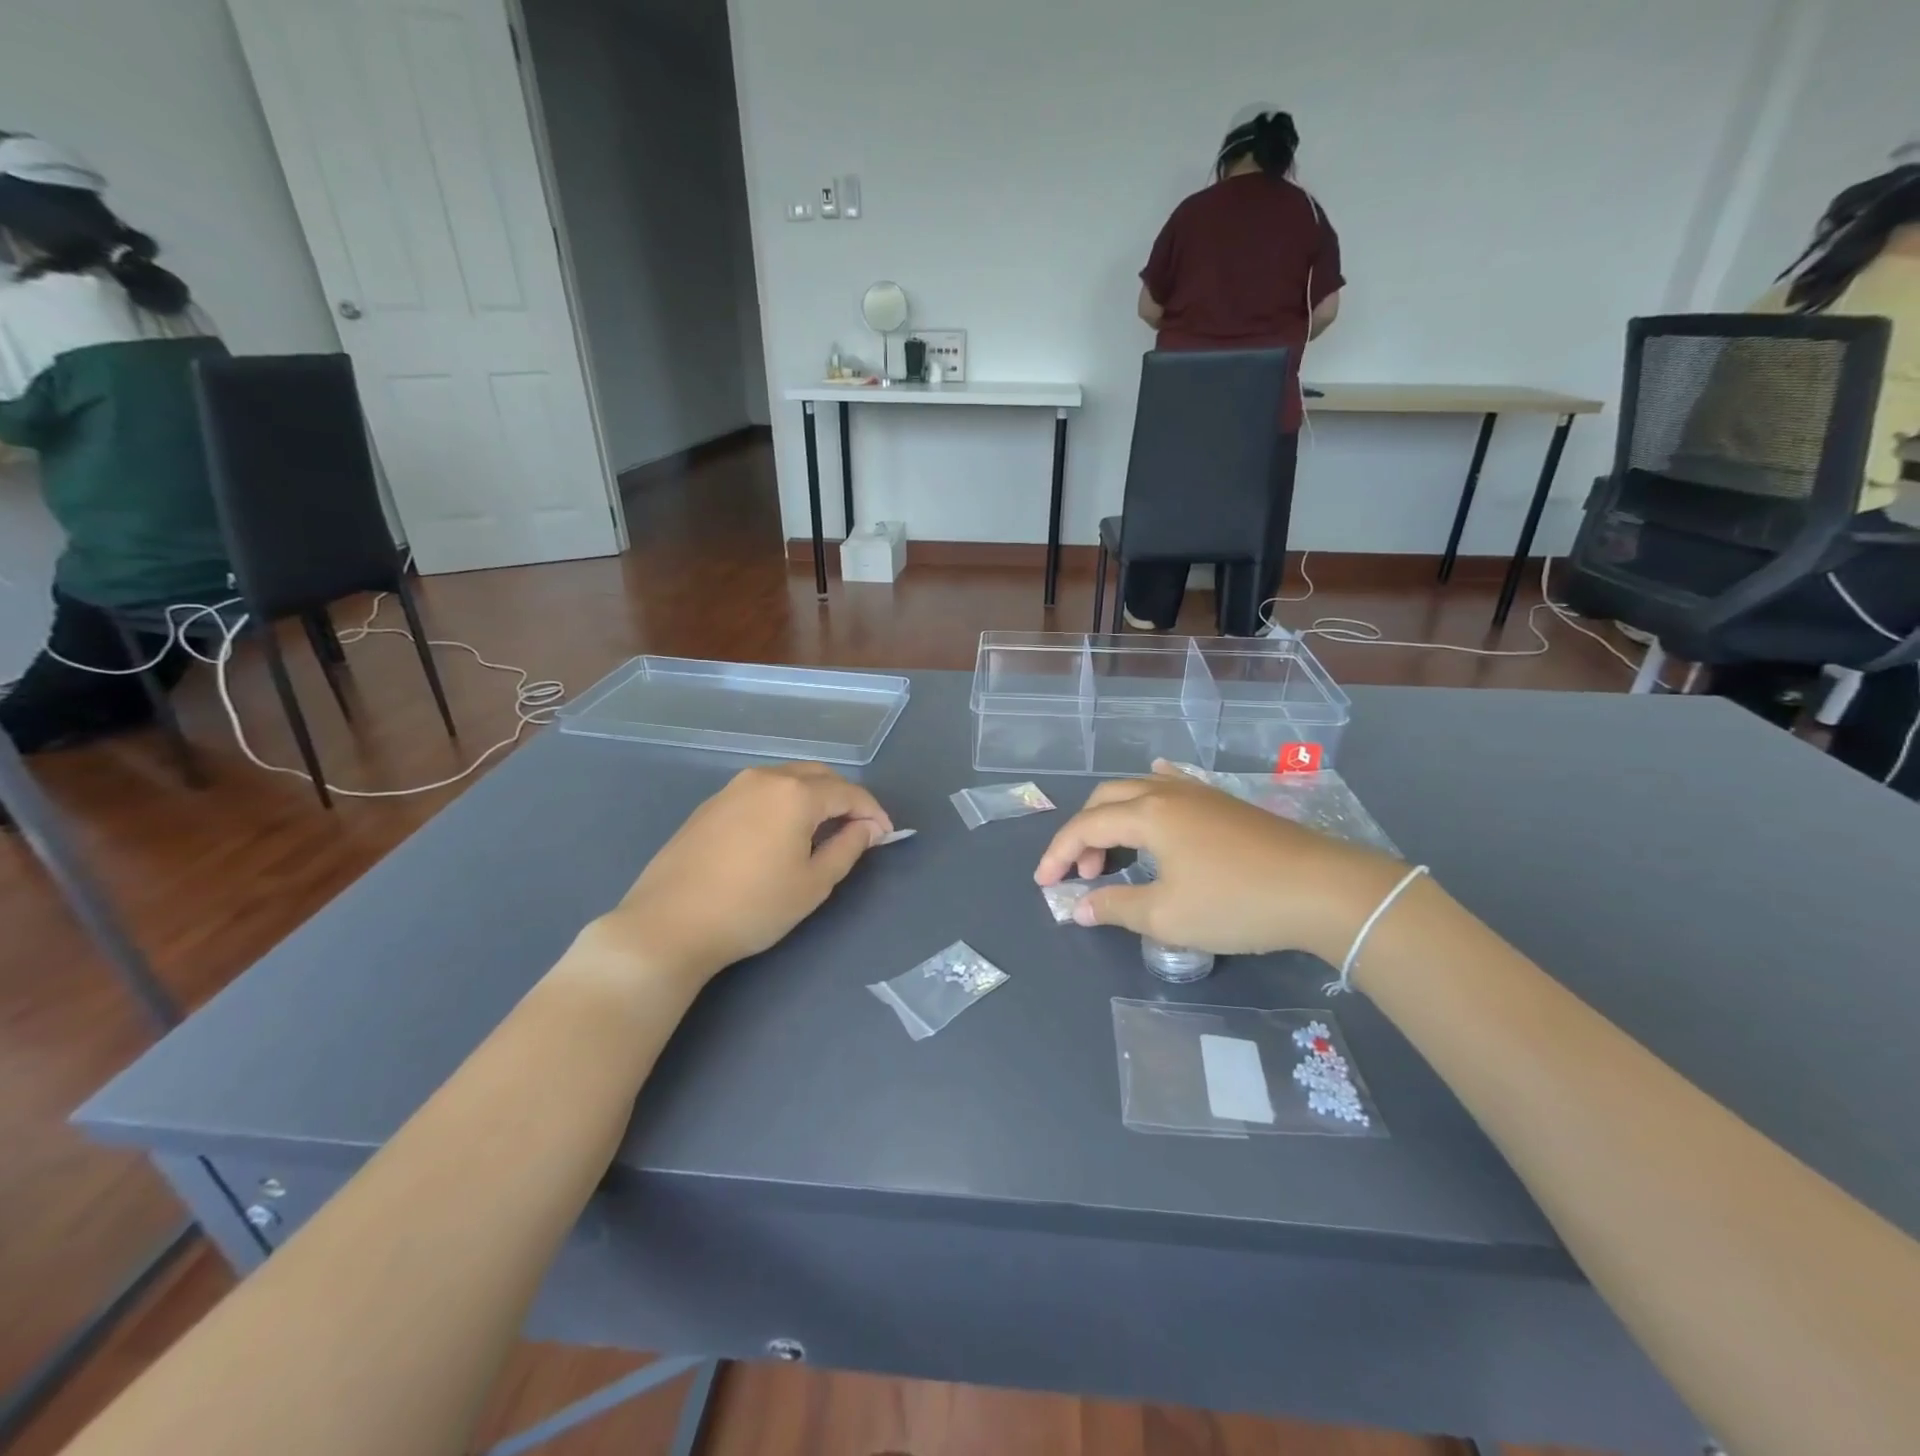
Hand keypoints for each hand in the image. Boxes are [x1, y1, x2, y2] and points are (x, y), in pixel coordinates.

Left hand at [594, 763, 891, 985]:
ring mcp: (732, 788)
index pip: (848, 792)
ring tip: (822, 833)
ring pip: (788, 780)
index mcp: (795, 793)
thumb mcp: (813, 884)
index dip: (873, 812)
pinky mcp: (710, 805)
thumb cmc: (752, 907)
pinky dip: (784, 804)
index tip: (885, 836)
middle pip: (818, 776)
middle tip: (857, 831)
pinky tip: (781, 835)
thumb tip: (869, 828)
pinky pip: (761, 792)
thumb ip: (848, 848)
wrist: (668, 924)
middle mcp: (765, 778)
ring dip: (813, 798)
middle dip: (844, 798)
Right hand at [1034, 762, 1404, 962]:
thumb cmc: (1236, 903)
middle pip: (1107, 800)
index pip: (1086, 827)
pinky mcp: (1225, 803)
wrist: (1322, 890)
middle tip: (1082, 873)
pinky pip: (1174, 785)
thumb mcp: (1167, 916)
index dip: (1059, 854)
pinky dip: (1151, 792)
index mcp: (1147, 814)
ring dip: (1114, 819)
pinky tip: (1156, 788)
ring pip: (1139, 791)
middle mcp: (1167, 792)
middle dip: (1084, 834)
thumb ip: (1116, 907)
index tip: (1044, 884)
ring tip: (1113, 853)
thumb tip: (1079, 908)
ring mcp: (1200, 793)